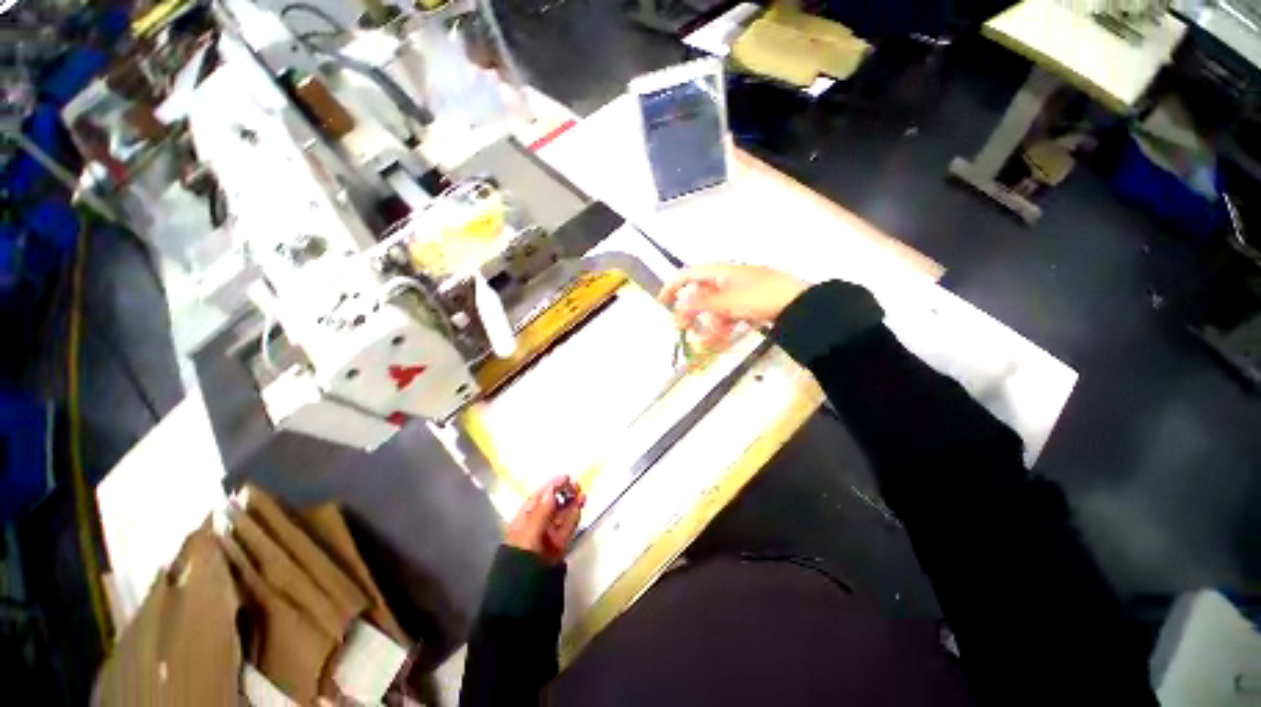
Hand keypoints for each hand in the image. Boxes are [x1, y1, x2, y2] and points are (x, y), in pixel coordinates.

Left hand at [504, 476, 585, 564]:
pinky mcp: (559, 545)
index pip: (537, 499)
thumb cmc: (522, 556)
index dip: (550, 487)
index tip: (564, 477)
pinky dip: (574, 515)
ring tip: (581, 492)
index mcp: (524, 520)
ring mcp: (548, 535)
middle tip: (575, 484)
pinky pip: (567, 527)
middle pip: (551, 505)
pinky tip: (580, 506)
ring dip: (571, 502)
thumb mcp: (530, 531)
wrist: (526, 589)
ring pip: (561, 515)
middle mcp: (536, 525)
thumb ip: (542, 511)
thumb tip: (552, 489)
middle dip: (563, 493)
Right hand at [659, 264, 807, 348]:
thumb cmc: (762, 297)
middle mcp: (727, 280)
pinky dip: (723, 327)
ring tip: (709, 343)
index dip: (673, 287)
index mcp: (721, 272)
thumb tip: (679, 306)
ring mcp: (738, 293)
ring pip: (714, 310)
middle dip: (692, 314)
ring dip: (709, 326)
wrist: (799, 304)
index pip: (689, 275)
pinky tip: (723, 339)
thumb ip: (701, 304)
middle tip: (684, 330)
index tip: (663, 303)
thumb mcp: (728, 301)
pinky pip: (728, 315)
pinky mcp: (748, 304)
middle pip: (701, 296)